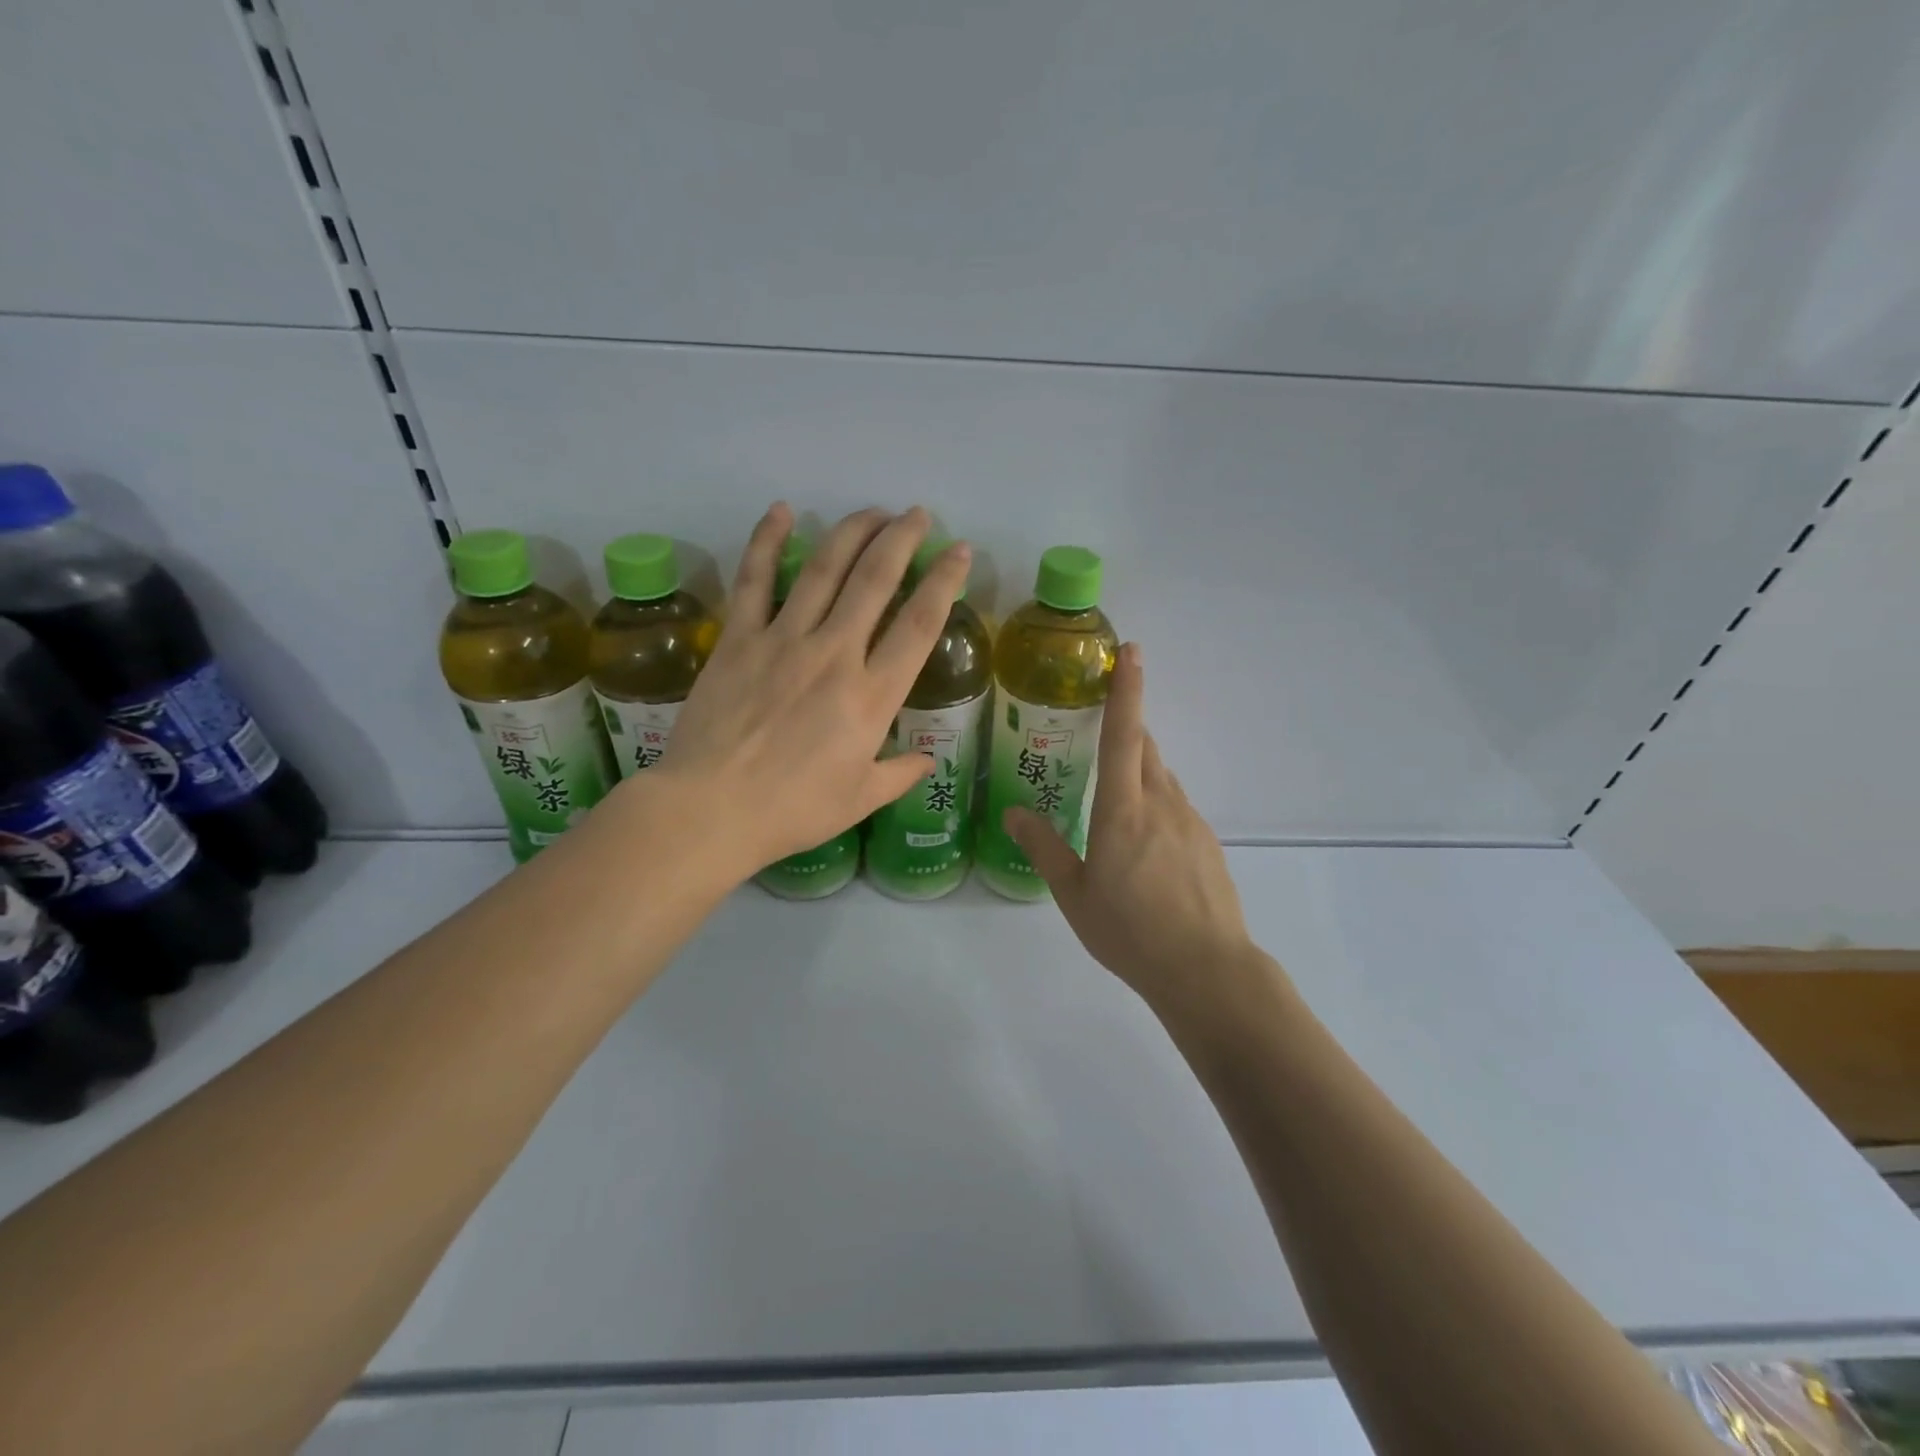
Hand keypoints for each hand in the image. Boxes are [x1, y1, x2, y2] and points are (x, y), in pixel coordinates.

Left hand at [651, 503, 969, 881]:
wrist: (712, 809)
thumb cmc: (793, 810)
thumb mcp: (860, 800)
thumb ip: (899, 774)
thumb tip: (926, 760)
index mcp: (871, 696)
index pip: (918, 625)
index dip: (944, 582)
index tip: (959, 552)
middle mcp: (834, 654)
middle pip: (875, 580)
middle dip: (901, 539)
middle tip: (916, 514)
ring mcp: (783, 640)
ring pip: (823, 569)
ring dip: (852, 531)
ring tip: (872, 511)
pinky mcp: (739, 639)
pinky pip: (755, 580)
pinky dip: (767, 541)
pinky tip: (782, 511)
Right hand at [1003, 645, 1263, 1018]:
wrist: (1206, 970)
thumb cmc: (1130, 930)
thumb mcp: (1073, 893)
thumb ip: (1043, 847)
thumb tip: (1013, 812)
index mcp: (1123, 809)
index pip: (1124, 735)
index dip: (1127, 690)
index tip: (1131, 652)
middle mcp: (1161, 803)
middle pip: (1146, 748)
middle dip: (1128, 728)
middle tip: (1100, 730)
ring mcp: (1191, 822)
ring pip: (1163, 778)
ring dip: (1140, 771)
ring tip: (1115, 799)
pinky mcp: (1208, 844)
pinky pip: (1177, 807)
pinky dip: (1157, 804)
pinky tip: (1145, 845)